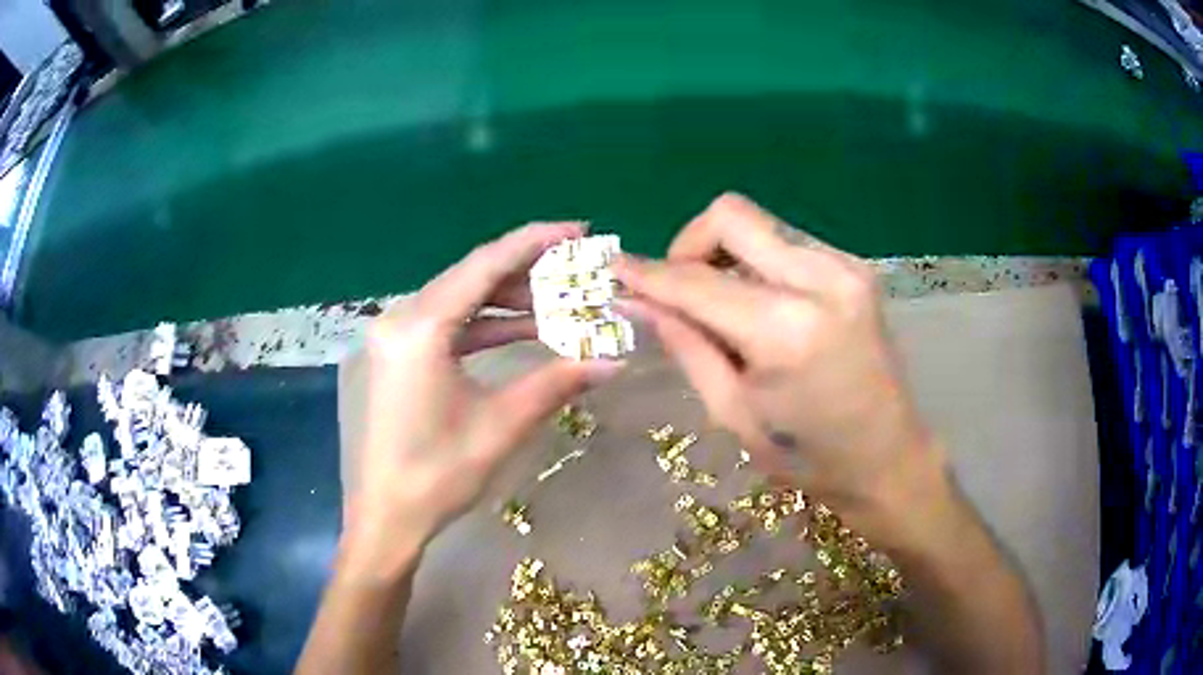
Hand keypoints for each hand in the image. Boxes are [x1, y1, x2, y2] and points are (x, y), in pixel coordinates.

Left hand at [342, 223, 623, 574]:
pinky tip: (526, 329)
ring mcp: (397, 336)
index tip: (577, 231)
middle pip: (473, 277)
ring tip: (562, 301)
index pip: (484, 266)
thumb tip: (617, 360)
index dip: (534, 242)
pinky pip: (450, 325)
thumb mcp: (502, 425)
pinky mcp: (400, 354)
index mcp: (420, 329)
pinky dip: (487, 325)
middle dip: (528, 271)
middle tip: (578, 269)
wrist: (387, 515)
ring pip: (462, 300)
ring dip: (510, 300)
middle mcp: (402, 319)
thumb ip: (558, 382)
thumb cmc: (438, 475)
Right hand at [615, 194, 943, 523]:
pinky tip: (760, 307)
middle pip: (731, 216)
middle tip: (678, 290)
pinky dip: (758, 264)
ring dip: (725, 256)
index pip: (697, 281)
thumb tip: (637, 301)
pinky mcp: (856, 268)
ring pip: (760, 226)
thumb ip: (686, 345)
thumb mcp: (733, 413)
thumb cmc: (808, 458)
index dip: (648, 273)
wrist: (889, 459)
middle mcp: (822, 279)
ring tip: (722, 308)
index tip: (615, 270)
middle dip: (688, 245)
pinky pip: (786, 244)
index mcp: (787, 330)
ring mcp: (846, 266)